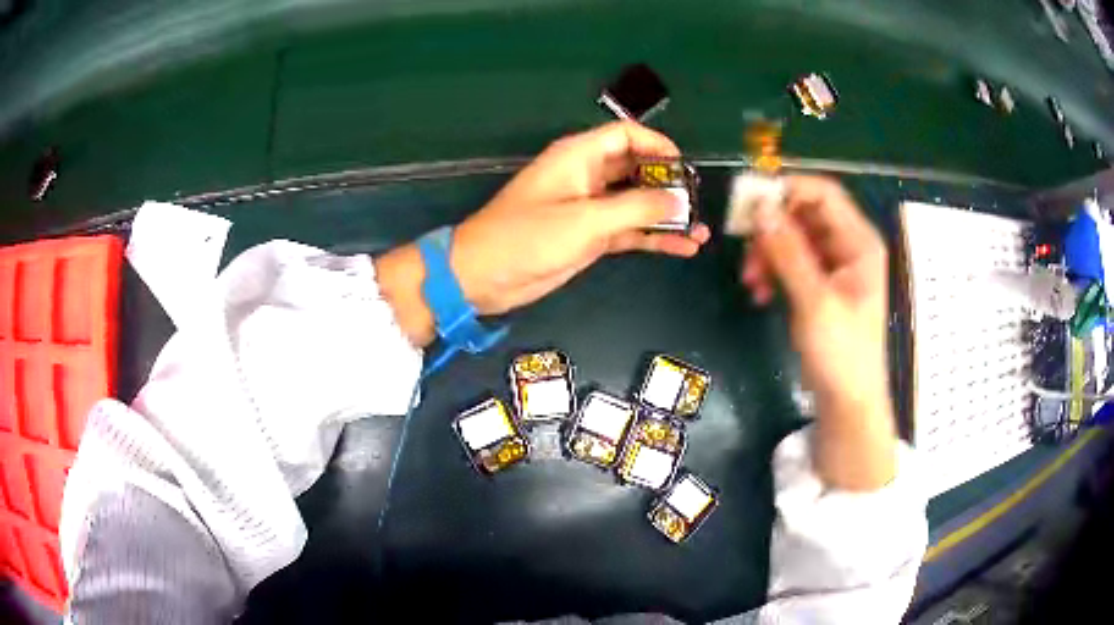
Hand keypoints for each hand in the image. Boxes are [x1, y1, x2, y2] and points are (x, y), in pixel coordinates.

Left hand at [376, 121, 710, 345]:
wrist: (485, 277)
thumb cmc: (528, 237)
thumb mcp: (585, 220)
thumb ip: (636, 208)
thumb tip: (678, 200)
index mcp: (580, 156)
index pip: (627, 135)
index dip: (658, 145)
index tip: (686, 168)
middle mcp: (588, 175)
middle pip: (637, 168)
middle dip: (669, 183)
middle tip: (699, 203)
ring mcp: (590, 207)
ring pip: (637, 203)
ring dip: (667, 215)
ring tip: (701, 232)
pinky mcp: (591, 236)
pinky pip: (630, 230)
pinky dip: (654, 238)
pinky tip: (683, 248)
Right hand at [741, 176, 895, 490]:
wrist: (847, 401)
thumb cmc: (841, 352)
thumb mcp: (815, 301)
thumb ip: (789, 252)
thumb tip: (760, 209)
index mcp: (858, 242)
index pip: (824, 193)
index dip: (788, 190)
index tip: (751, 202)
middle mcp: (848, 246)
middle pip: (804, 214)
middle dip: (773, 228)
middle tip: (746, 248)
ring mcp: (834, 266)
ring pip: (793, 238)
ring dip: (768, 252)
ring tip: (751, 280)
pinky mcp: (820, 284)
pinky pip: (791, 261)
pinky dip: (773, 271)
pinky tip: (760, 292)